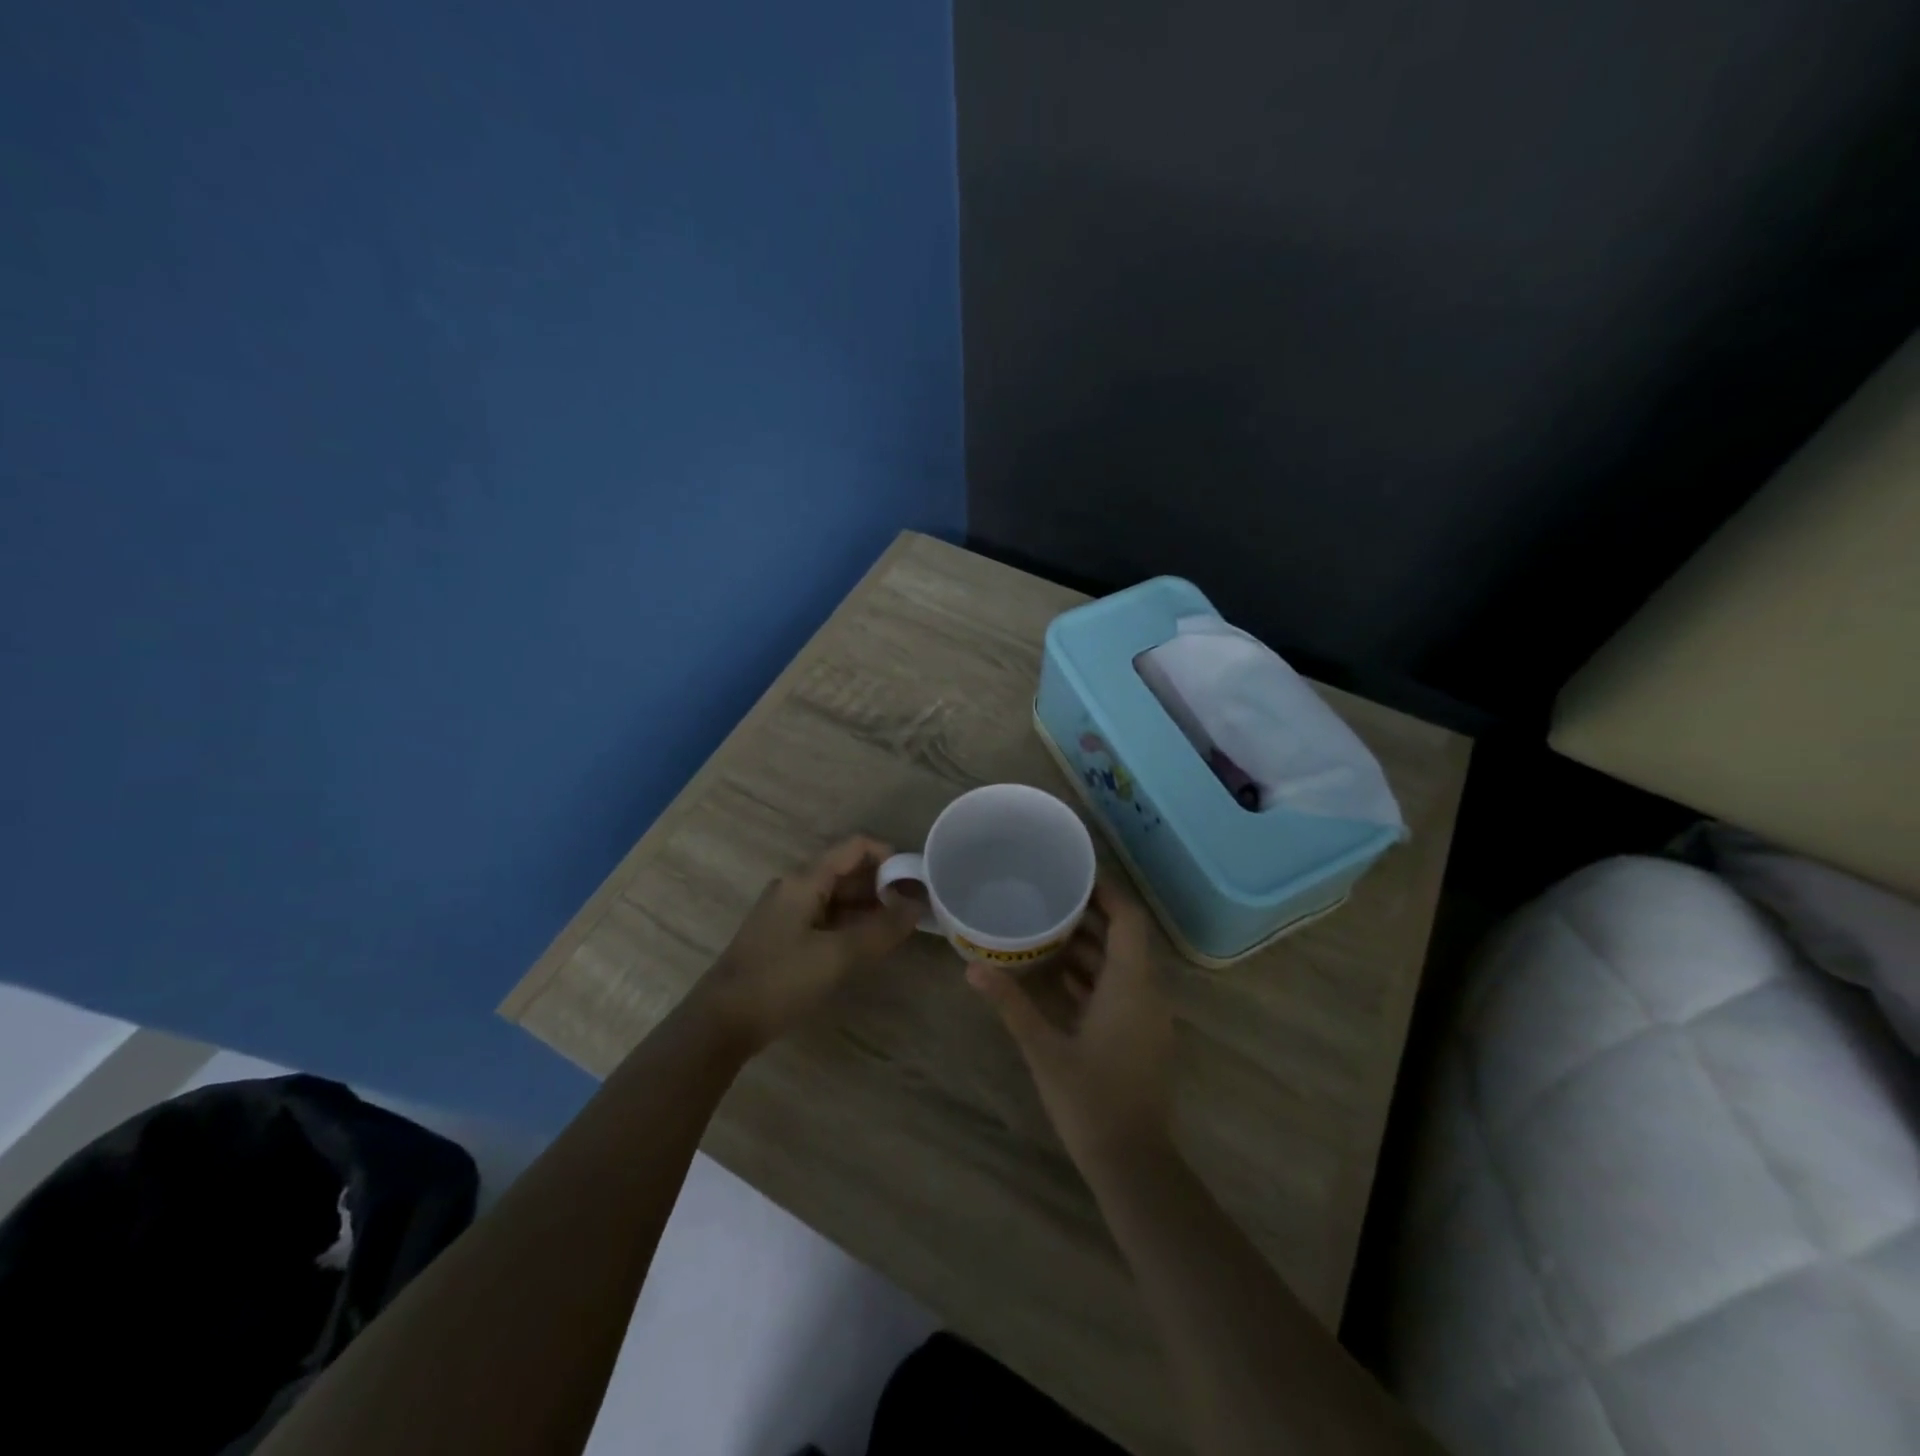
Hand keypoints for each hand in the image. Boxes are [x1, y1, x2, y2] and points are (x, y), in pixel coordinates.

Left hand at [690, 836, 922, 1053]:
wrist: (721, 1022)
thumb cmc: (780, 980)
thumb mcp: (837, 955)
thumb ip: (881, 930)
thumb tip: (917, 906)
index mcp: (805, 880)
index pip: (855, 848)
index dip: (889, 856)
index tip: (916, 880)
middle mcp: (795, 887)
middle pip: (847, 871)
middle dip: (882, 884)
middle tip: (914, 908)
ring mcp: (787, 912)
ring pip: (837, 897)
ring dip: (868, 906)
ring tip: (899, 927)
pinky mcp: (783, 937)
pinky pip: (825, 918)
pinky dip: (850, 924)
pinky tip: (868, 944)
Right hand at [967, 874, 1175, 1173]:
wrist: (1133, 1163)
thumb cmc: (1091, 1099)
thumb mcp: (1044, 1049)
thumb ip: (1011, 1005)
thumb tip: (972, 970)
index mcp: (1131, 984)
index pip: (1129, 919)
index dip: (1107, 893)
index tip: (1074, 876)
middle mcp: (1146, 992)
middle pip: (1123, 938)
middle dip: (1090, 916)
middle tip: (1048, 897)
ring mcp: (1146, 1016)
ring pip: (1120, 966)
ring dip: (1089, 947)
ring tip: (1045, 929)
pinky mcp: (1139, 1036)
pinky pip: (1119, 990)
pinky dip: (1093, 976)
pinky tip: (1058, 976)